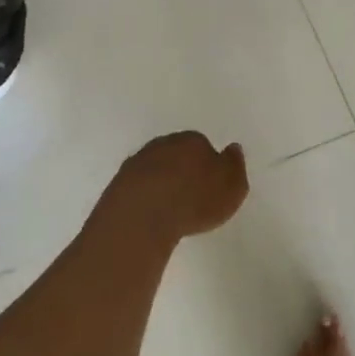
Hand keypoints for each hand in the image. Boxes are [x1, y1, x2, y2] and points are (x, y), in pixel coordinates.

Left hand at [102, 131, 249, 244]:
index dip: (206, 165)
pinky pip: (137, 185)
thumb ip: (235, 167)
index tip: (208, 186)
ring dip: (161, 182)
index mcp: (193, 140)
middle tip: (189, 196)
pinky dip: (144, 195)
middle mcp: (165, 143)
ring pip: (155, 167)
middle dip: (183, 169)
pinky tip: (148, 214)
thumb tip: (233, 149)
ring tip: (168, 209)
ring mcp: (138, 161)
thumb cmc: (194, 200)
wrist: (142, 215)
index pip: (203, 146)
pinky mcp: (119, 182)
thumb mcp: (232, 188)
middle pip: (177, 153)